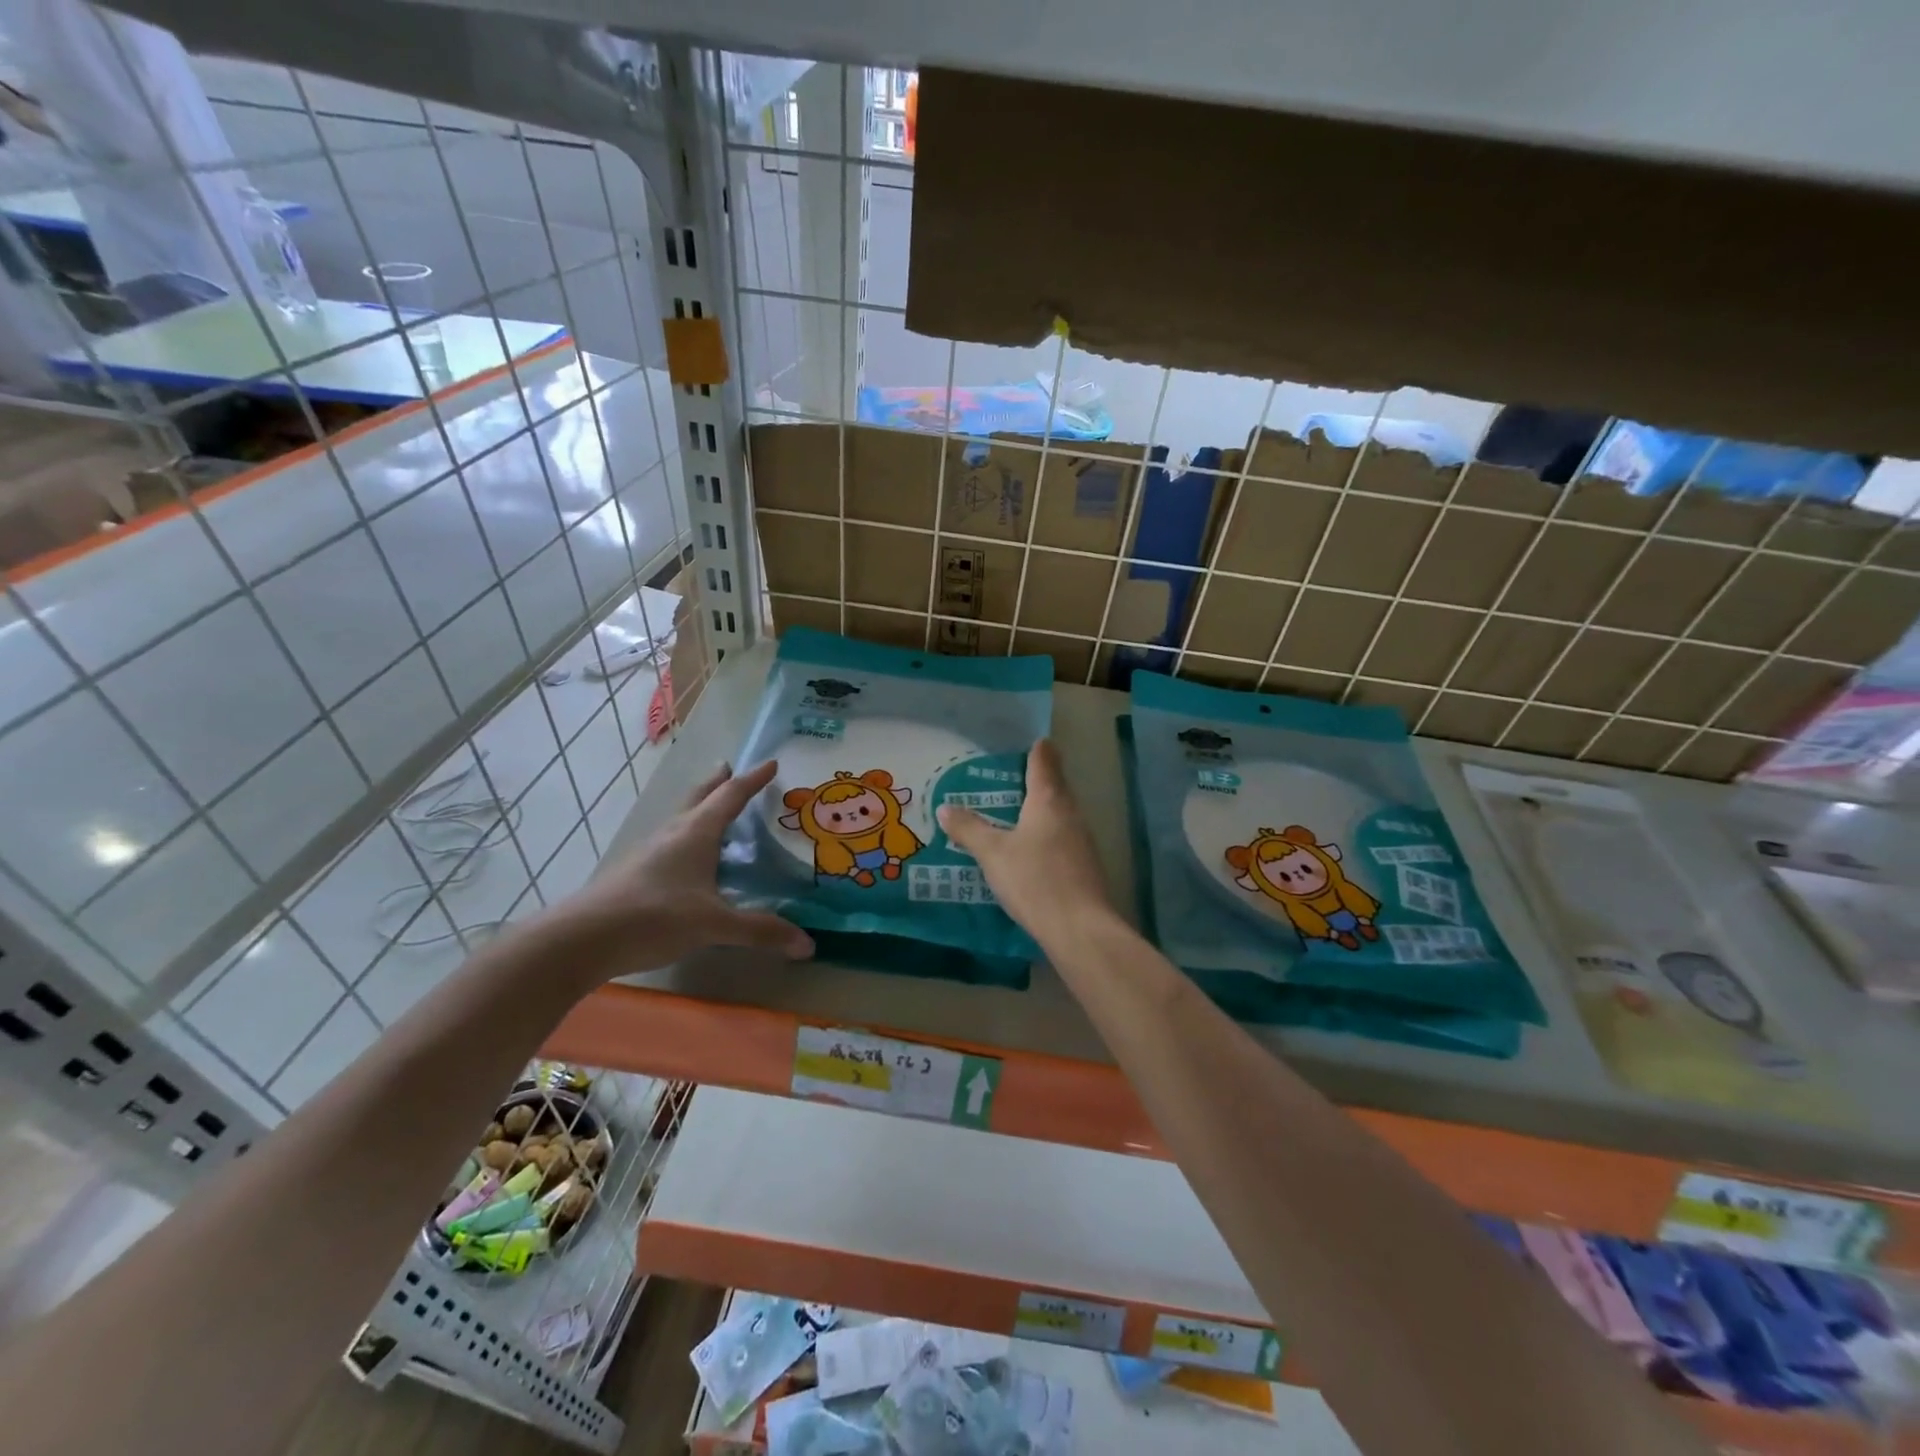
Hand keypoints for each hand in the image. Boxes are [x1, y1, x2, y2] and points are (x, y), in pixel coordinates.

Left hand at [550, 760, 813, 973]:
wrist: (582, 939)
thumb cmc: (655, 917)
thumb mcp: (714, 924)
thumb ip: (761, 931)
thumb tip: (808, 944)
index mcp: (696, 833)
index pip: (731, 796)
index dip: (753, 780)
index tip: (771, 763)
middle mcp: (674, 833)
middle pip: (700, 797)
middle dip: (718, 782)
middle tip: (731, 769)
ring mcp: (651, 851)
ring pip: (683, 818)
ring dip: (701, 806)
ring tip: (715, 809)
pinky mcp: (637, 871)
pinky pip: (672, 840)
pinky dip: (689, 834)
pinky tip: (691, 857)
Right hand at [936, 739, 1114, 942]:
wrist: (1079, 928)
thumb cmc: (1035, 880)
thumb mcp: (992, 853)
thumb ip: (969, 829)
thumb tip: (945, 808)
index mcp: (1049, 800)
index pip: (1044, 761)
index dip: (1037, 750)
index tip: (1030, 741)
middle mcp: (1070, 813)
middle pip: (1054, 786)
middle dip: (1036, 780)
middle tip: (1009, 778)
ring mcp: (1082, 840)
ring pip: (1059, 814)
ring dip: (1039, 810)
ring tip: (1013, 813)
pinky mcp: (1085, 865)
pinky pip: (1062, 838)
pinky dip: (1045, 835)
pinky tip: (1030, 850)